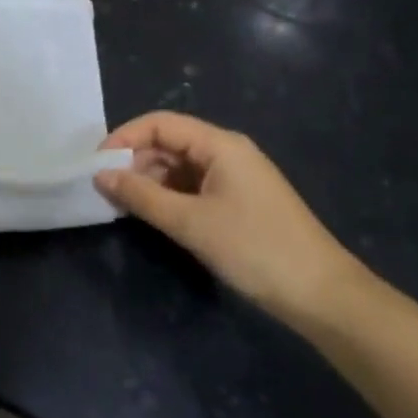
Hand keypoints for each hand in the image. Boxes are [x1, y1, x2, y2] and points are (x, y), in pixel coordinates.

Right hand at [96, 111, 368, 329]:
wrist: (321, 294)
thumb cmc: (254, 248)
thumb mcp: (191, 222)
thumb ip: (142, 196)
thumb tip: (100, 175)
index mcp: (220, 144)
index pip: (161, 124)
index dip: (125, 138)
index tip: (96, 164)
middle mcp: (227, 152)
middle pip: (170, 143)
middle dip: (135, 161)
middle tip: (104, 189)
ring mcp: (235, 177)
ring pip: (180, 167)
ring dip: (150, 181)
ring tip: (122, 205)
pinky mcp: (238, 202)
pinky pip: (194, 187)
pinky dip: (169, 196)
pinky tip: (152, 215)